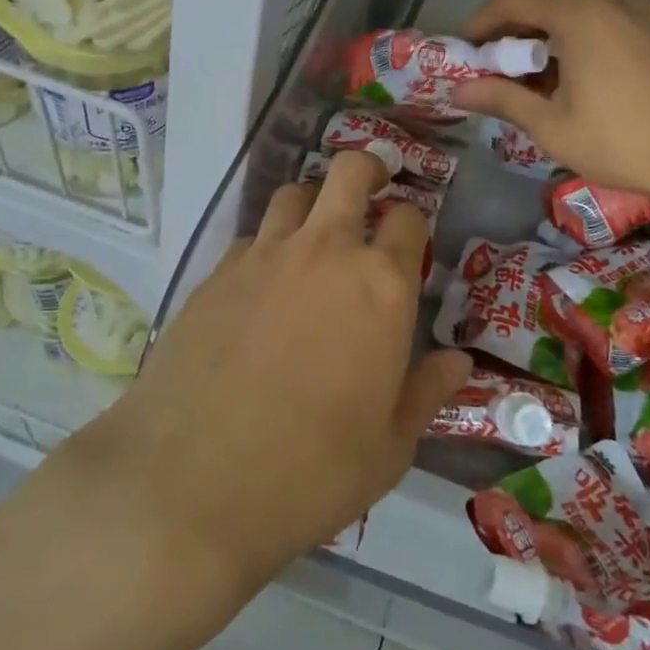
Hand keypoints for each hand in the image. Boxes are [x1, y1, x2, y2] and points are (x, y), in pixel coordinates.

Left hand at [85, 150, 469, 591]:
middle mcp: (325, 252)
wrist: (191, 481)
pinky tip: (264, 282)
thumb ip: (427, 392)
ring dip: (314, 199)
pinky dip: (268, 242)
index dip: (414, 222)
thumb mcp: (390, 446)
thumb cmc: (312, 470)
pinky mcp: (216, 273)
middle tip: (375, 185)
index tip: (410, 239)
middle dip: (368, 168)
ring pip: (294, 193)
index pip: (409, 220)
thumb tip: (458, 361)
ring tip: (317, 228)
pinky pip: (252, 236)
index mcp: (381, 286)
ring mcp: (264, 256)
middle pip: (350, 173)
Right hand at [452, 0, 649, 203]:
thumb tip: (458, 92)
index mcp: (580, 10)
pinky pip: (605, 8)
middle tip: (497, 66)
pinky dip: (579, 28)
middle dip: (513, 26)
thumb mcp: (553, 126)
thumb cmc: (625, 142)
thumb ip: (502, 99)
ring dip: (546, 27)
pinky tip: (576, 67)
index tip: (466, 52)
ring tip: (535, 71)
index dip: (481, 22)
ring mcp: (642, 0)